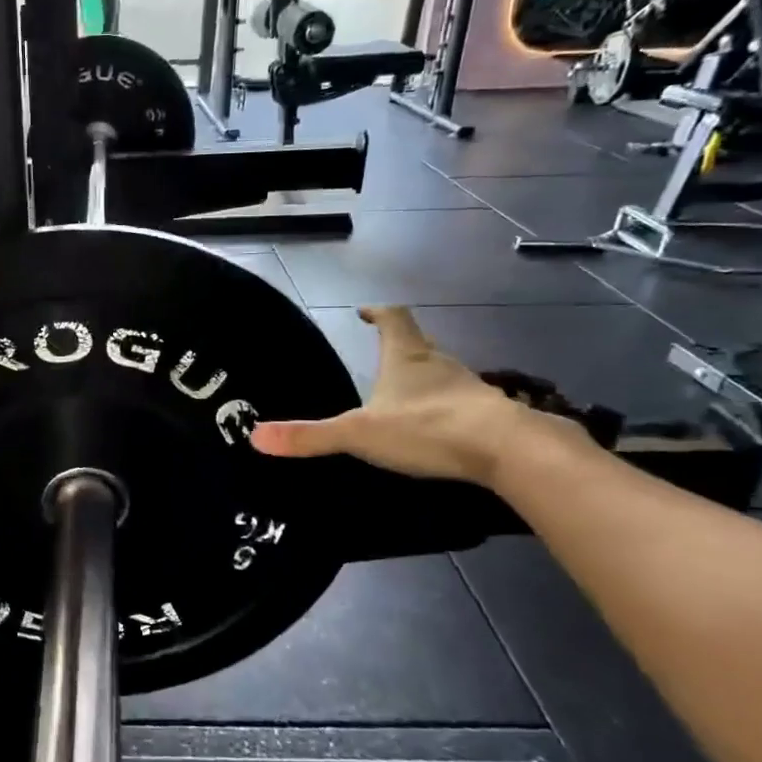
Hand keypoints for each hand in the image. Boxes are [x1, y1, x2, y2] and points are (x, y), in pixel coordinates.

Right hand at [250, 306, 571, 484]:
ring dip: (423, 380)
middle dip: (400, 349)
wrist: (507, 450)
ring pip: (442, 375)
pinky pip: (461, 404)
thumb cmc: (427, 427)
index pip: (394, 319)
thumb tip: (255, 436)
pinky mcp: (490, 416)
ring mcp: (469, 389)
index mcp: (407, 357)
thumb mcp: (359, 433)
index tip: (366, 312)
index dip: (378, 313)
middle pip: (419, 345)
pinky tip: (436, 430)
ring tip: (403, 397)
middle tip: (380, 359)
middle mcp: (440, 364)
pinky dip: (445, 410)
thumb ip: (309, 436)